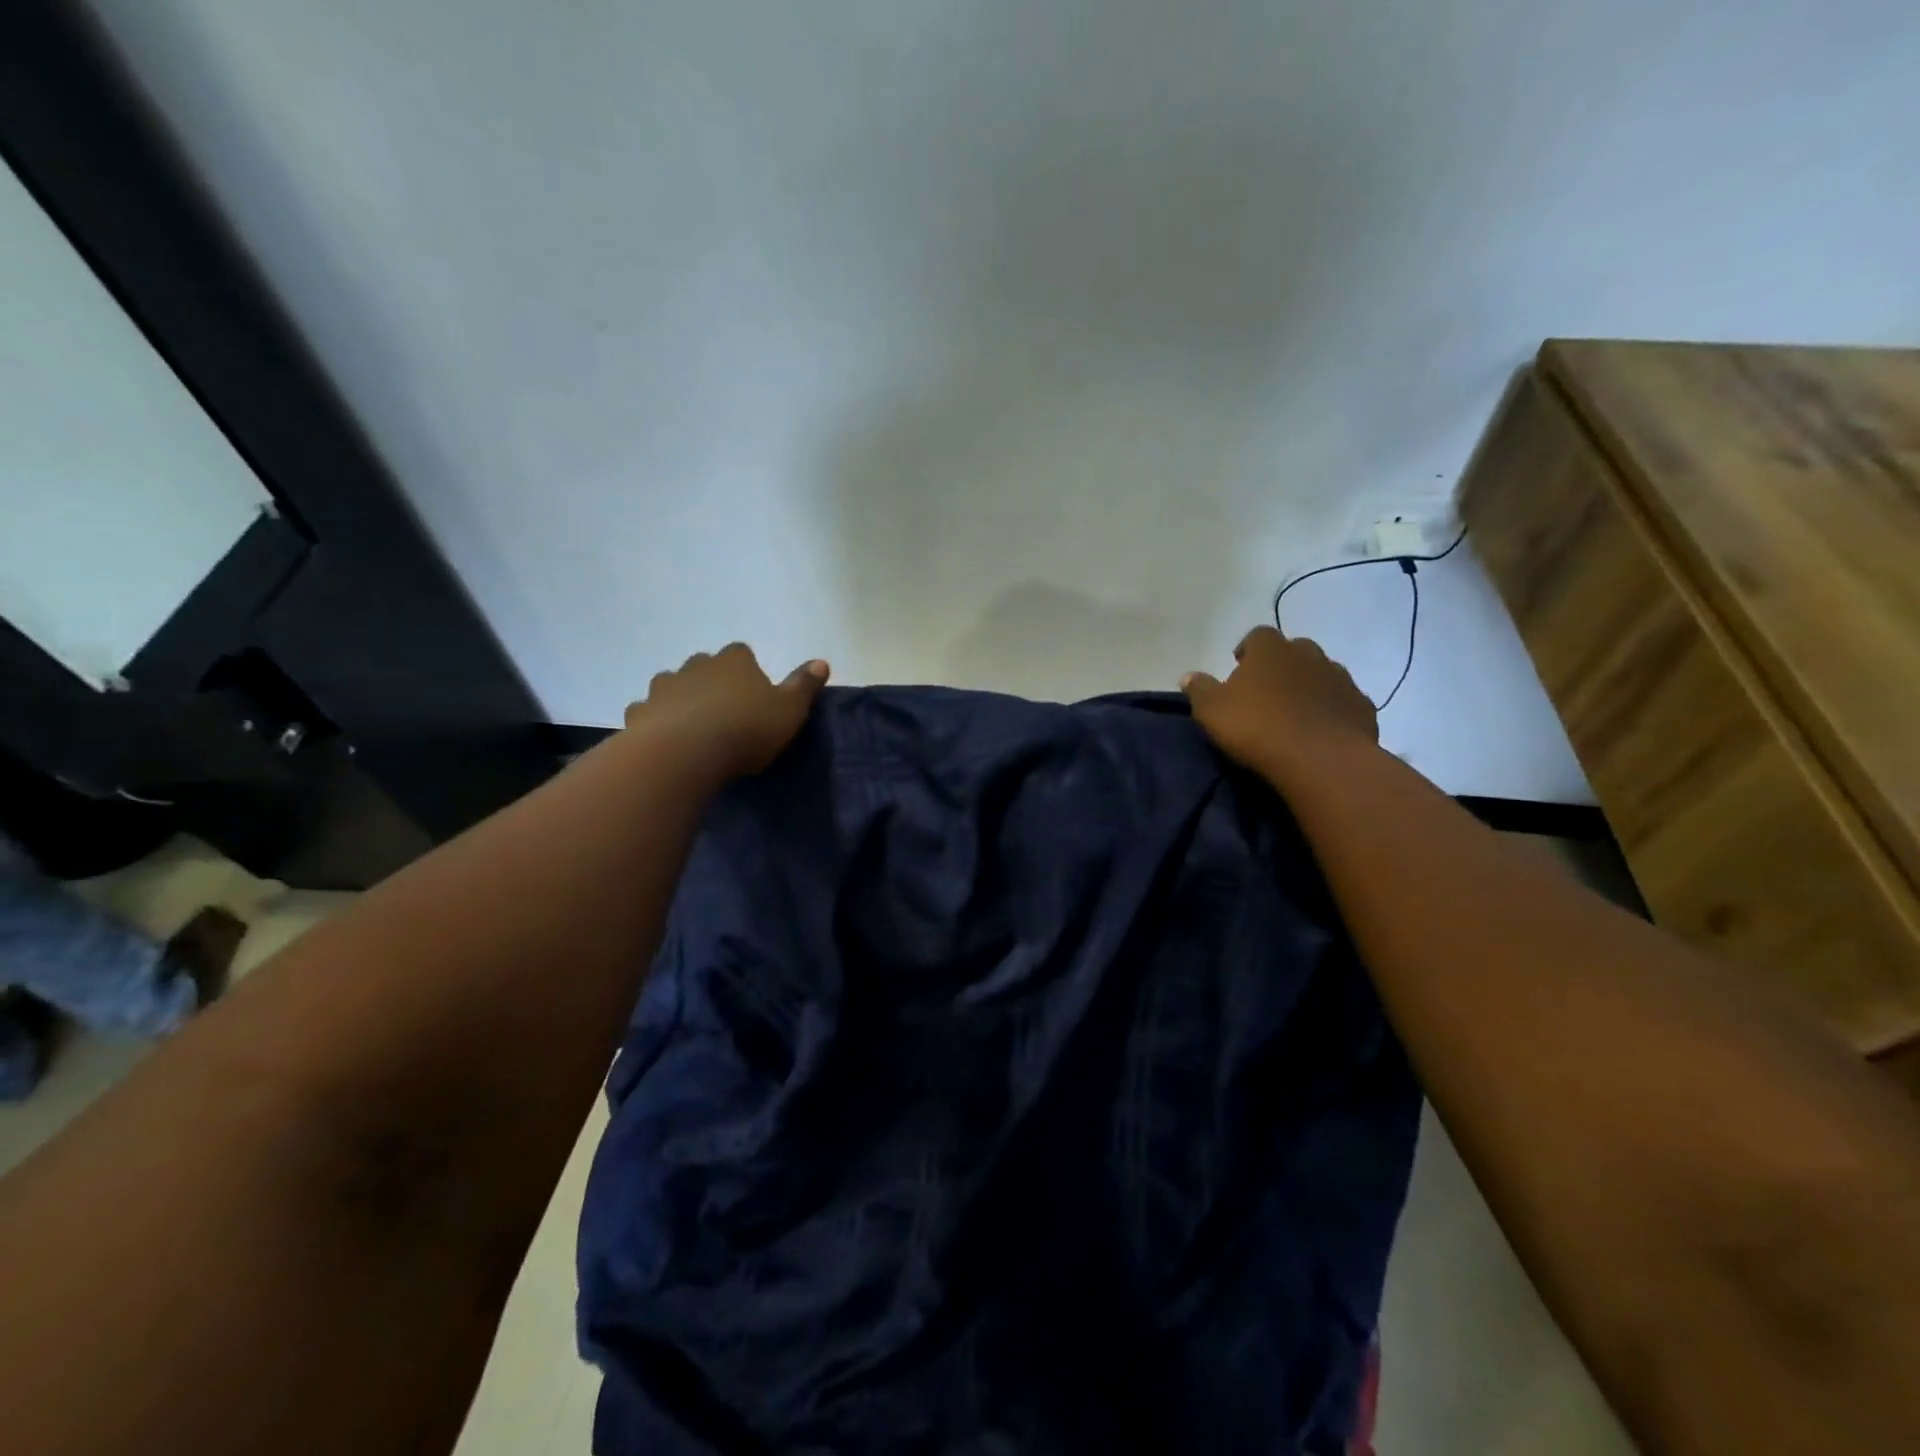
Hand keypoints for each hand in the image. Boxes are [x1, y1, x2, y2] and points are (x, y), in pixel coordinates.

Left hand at [626, 643, 829, 778]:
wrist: (684, 754)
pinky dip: (655, 720)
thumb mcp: (790, 711)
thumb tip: (821, 661)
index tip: (755, 695)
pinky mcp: (639, 712)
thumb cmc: (745, 730)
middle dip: (713, 682)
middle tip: (725, 712)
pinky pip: (647, 711)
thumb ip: (804, 686)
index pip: (743, 653)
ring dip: (681, 698)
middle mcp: (696, 665)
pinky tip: (664, 739)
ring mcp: (663, 687)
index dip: (749, 670)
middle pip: (705, 665)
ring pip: (672, 685)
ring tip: (693, 726)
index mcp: (735, 661)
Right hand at [1180, 626, 1376, 771]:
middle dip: (1281, 666)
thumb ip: (1199, 689)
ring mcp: (1340, 679)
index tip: (1239, 668)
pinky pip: (1343, 702)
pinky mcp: (1362, 707)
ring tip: (1294, 714)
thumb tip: (1188, 676)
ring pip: (1322, 674)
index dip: (1248, 650)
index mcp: (1270, 650)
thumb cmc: (1256, 727)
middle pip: (1294, 651)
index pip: (1257, 635)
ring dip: (1309, 687)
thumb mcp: (1211, 710)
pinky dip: (1332, 711)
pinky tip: (1321, 731)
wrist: (1319, 759)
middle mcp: (1309, 654)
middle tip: (1267, 693)